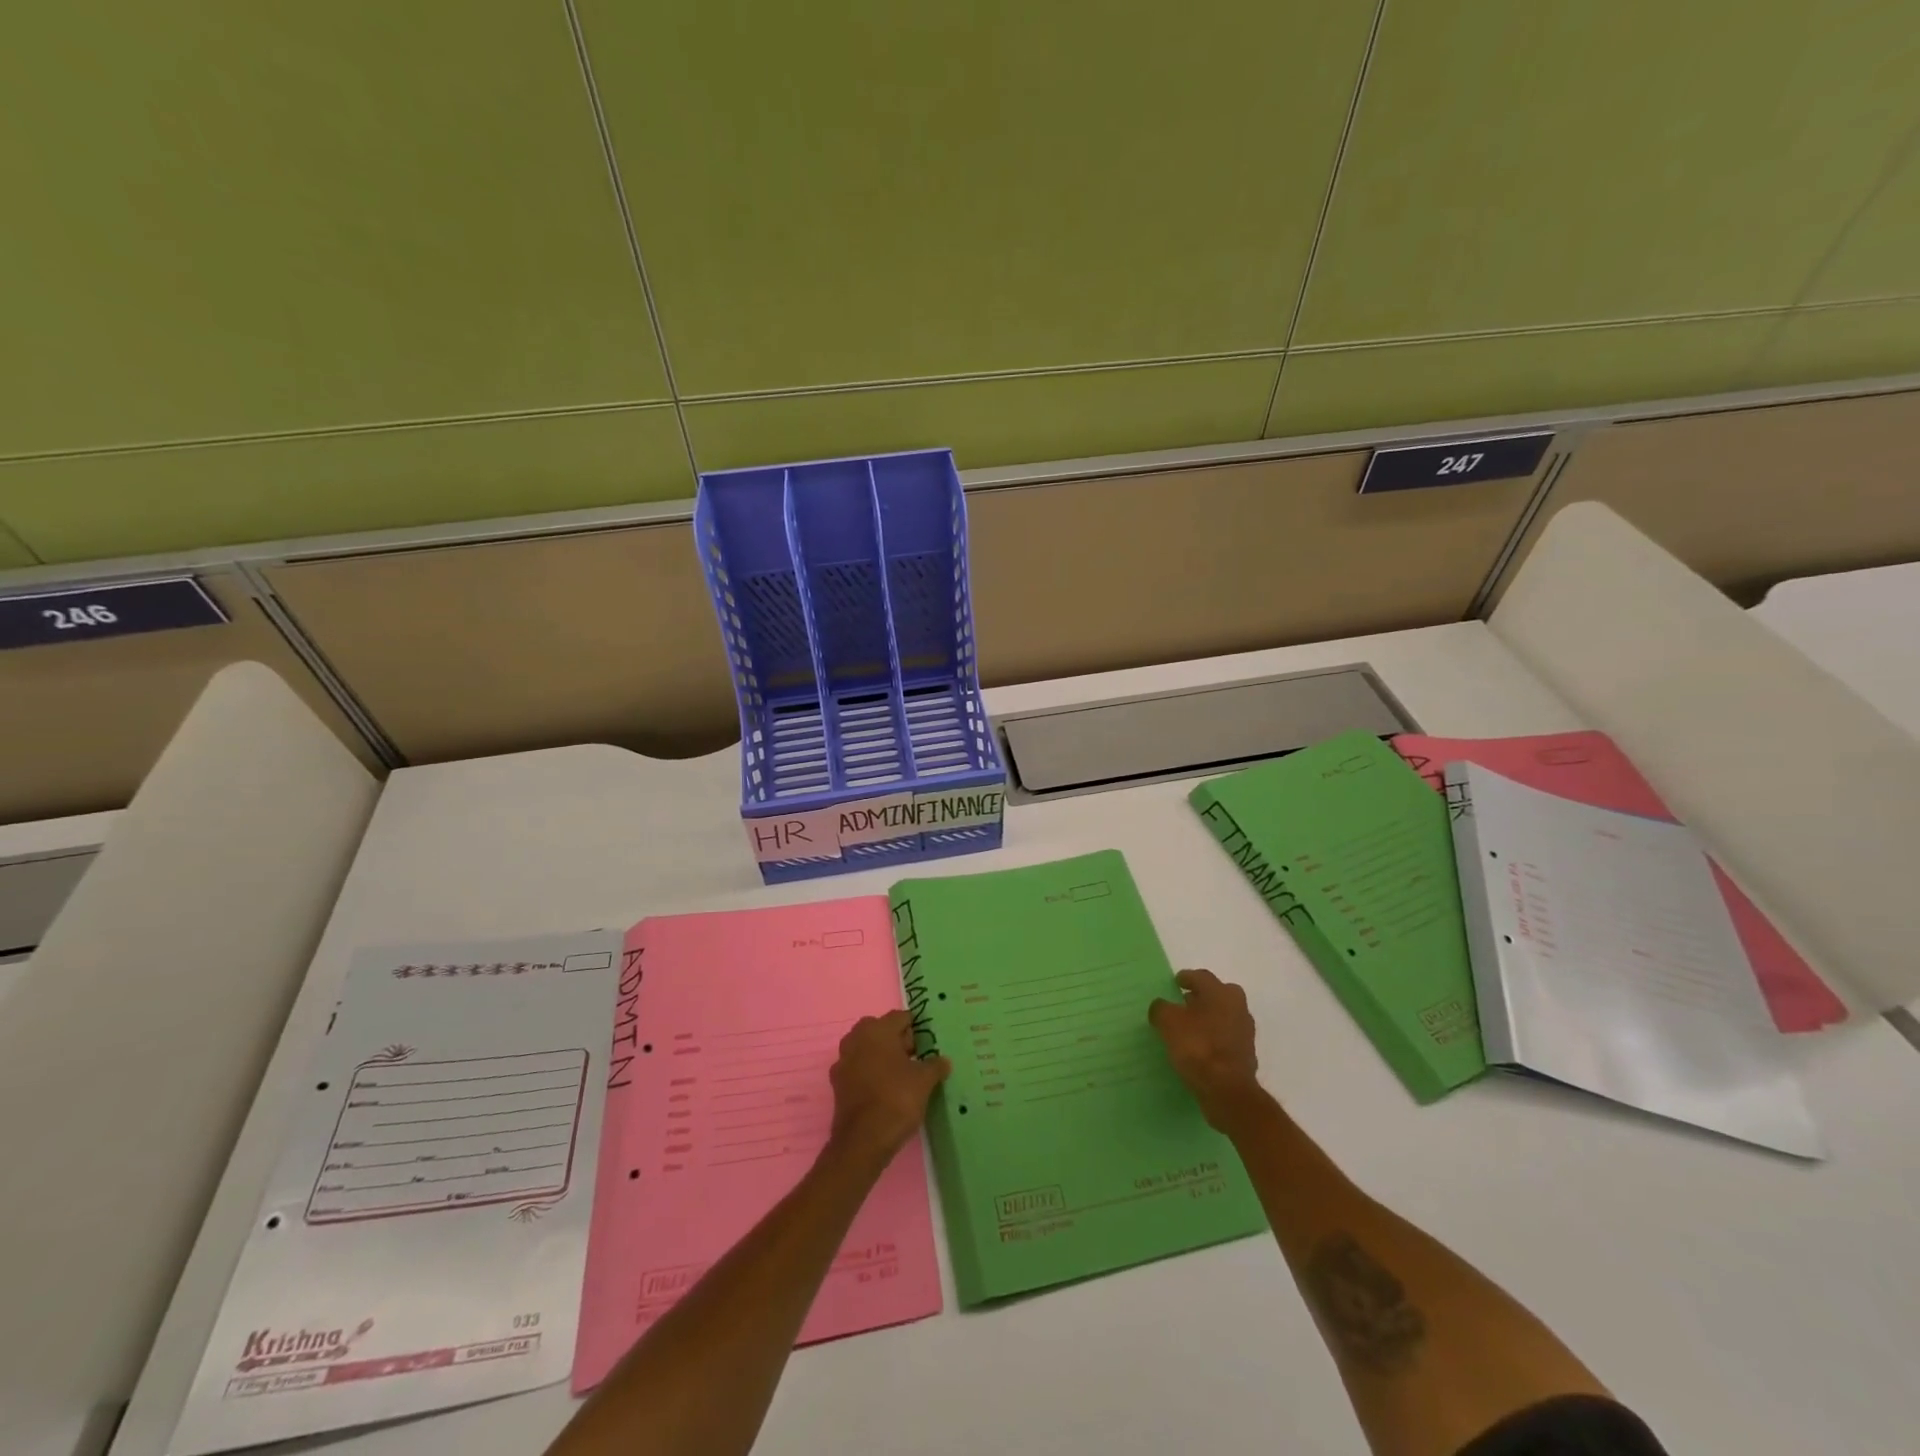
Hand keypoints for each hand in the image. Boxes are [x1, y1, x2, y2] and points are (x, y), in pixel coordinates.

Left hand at [827, 1010, 950, 1164]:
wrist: (863, 1141)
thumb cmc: (896, 1099)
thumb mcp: (924, 1081)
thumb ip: (935, 1065)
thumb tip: (944, 1060)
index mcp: (877, 1030)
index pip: (900, 1017)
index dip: (916, 1028)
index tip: (929, 1043)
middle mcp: (856, 1039)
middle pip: (881, 1030)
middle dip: (898, 1041)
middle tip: (916, 1058)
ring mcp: (843, 1061)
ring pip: (867, 1049)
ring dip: (882, 1056)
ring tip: (902, 1075)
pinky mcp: (838, 1084)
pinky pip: (858, 1069)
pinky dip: (870, 1074)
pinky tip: (884, 1090)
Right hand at [1149, 968, 1268, 1130]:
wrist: (1227, 1090)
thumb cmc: (1197, 1046)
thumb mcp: (1168, 1022)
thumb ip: (1161, 1009)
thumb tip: (1161, 1007)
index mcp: (1220, 992)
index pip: (1201, 977)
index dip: (1186, 978)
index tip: (1176, 983)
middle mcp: (1237, 1006)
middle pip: (1218, 994)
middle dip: (1202, 997)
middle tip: (1184, 1003)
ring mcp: (1245, 1031)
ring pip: (1225, 1016)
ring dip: (1210, 1018)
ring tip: (1190, 1028)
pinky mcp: (1247, 1054)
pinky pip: (1227, 1038)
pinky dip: (1215, 1039)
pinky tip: (1201, 1048)